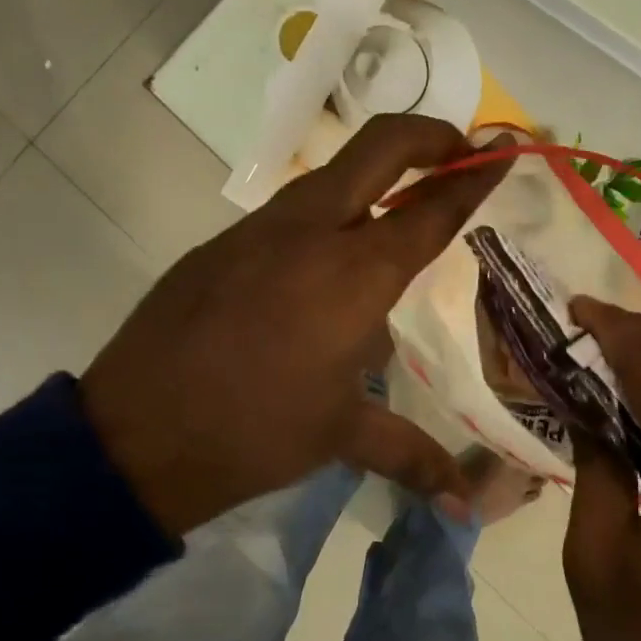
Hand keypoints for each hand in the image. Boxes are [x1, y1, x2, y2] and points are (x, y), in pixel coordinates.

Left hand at [81, 115, 508, 535]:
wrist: (134, 436)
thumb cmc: (254, 435)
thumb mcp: (340, 437)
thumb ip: (412, 455)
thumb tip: (463, 504)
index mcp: (354, 276)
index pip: (431, 209)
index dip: (475, 176)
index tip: (506, 151)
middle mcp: (311, 234)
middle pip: (379, 147)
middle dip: (430, 136)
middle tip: (461, 152)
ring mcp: (259, 230)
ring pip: (331, 173)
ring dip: (376, 174)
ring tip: (401, 212)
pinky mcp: (221, 243)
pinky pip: (290, 211)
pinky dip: (329, 215)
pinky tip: (327, 264)